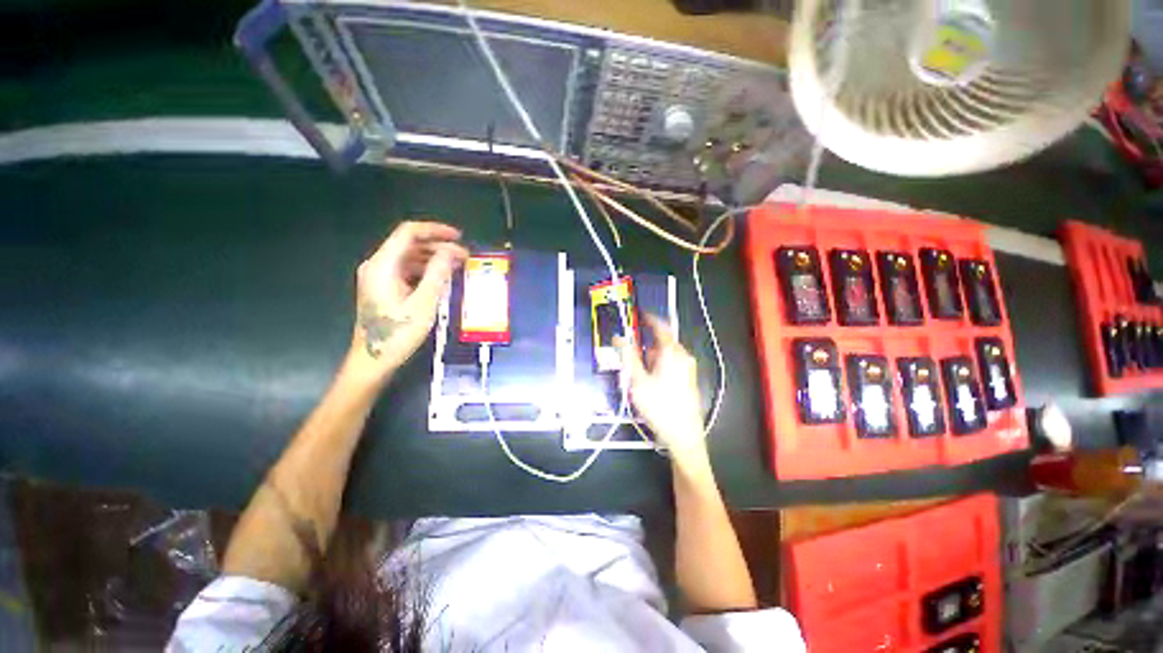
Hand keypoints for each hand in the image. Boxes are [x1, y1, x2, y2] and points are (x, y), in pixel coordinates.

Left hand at [349, 221, 467, 377]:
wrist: (373, 360)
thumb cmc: (398, 334)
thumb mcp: (423, 304)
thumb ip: (437, 274)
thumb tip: (451, 252)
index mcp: (383, 265)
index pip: (408, 233)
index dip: (435, 231)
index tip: (459, 237)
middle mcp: (377, 265)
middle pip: (410, 244)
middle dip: (439, 247)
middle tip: (464, 257)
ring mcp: (379, 277)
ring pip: (410, 257)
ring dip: (434, 259)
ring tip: (457, 267)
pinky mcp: (384, 288)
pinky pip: (407, 270)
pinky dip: (426, 271)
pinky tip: (442, 279)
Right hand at [619, 314, 707, 462]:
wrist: (683, 435)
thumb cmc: (661, 407)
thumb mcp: (638, 380)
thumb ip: (627, 356)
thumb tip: (619, 338)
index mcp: (672, 353)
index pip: (660, 327)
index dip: (649, 318)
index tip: (639, 314)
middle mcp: (683, 357)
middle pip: (661, 343)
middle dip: (646, 348)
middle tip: (633, 360)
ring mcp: (688, 369)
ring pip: (665, 355)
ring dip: (651, 360)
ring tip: (641, 378)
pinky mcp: (688, 379)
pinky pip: (671, 365)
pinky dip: (659, 368)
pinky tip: (652, 385)